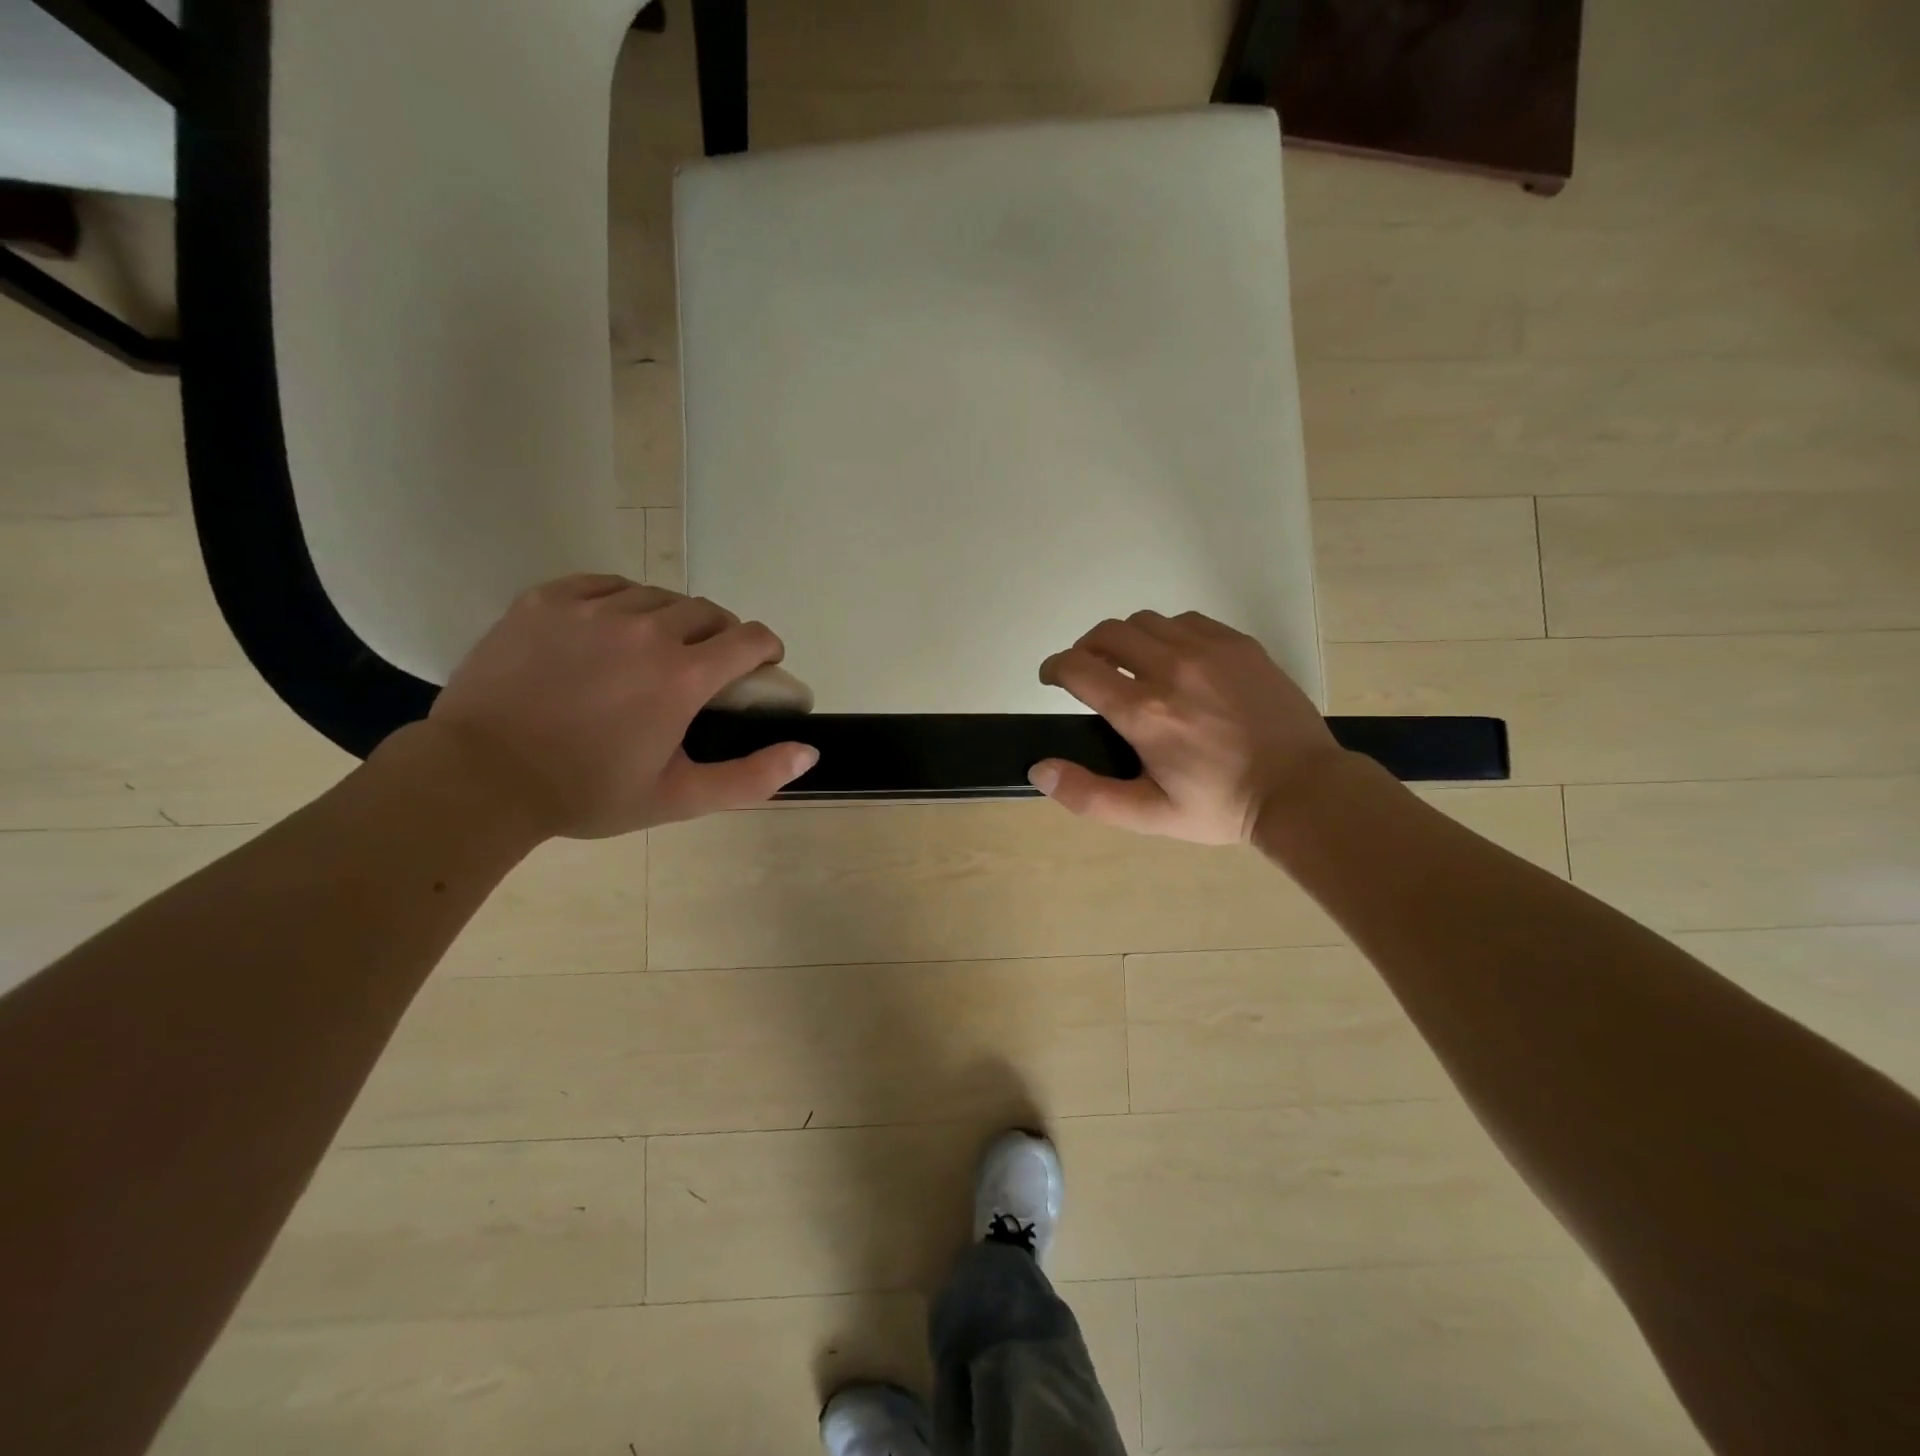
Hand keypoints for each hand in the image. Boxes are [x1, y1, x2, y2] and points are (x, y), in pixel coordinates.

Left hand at [423, 575, 816, 837]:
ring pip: (658, 596)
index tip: (759, 667)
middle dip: (721, 636)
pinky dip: (622, 602)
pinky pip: (605, 584)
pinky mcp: (547, 599)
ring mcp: (592, 609)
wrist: (480, 778)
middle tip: (703, 668)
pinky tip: (610, 630)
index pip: (750, 637)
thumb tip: (809, 752)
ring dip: (671, 619)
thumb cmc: (588, 792)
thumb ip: (752, 776)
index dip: (766, 649)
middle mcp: (646, 629)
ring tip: (652, 650)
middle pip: (708, 612)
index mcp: (683, 675)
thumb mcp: (680, 798)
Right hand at [1030, 611, 1344, 844]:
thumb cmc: (1220, 806)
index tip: (1052, 678)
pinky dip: (1167, 634)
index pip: (1078, 667)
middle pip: (1107, 632)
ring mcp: (1209, 650)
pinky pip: (1186, 621)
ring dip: (1126, 640)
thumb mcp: (1149, 815)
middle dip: (1086, 648)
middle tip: (1088, 672)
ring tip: (1132, 666)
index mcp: (1144, 712)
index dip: (1054, 668)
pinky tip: (1176, 660)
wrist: (1302, 790)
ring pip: (1146, 621)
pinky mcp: (1239, 644)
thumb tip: (1039, 768)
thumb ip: (1088, 795)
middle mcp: (1171, 669)